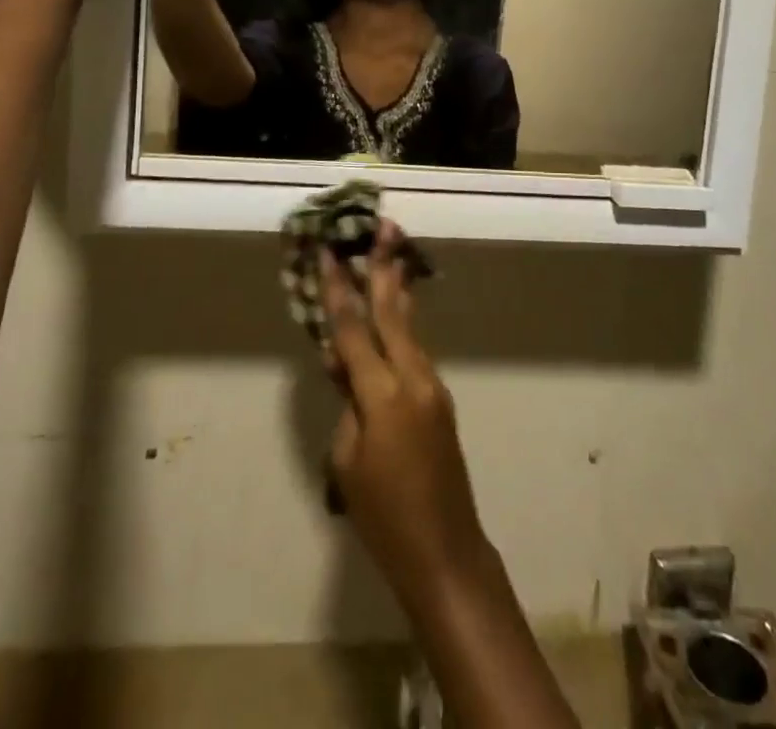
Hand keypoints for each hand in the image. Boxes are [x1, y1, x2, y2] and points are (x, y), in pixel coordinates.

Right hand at [324, 224, 486, 601]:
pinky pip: (413, 350)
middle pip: (393, 312)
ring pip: (408, 327)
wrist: (445, 550)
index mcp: (384, 394)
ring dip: (396, 290)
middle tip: (384, 225)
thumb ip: (347, 402)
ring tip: (392, 252)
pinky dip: (400, 326)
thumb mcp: (347, 460)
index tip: (329, 252)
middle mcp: (414, 377)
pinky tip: (393, 312)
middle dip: (385, 267)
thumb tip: (346, 363)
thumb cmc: (384, 515)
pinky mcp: (439, 397)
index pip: (354, 330)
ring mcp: (432, 385)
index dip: (339, 290)